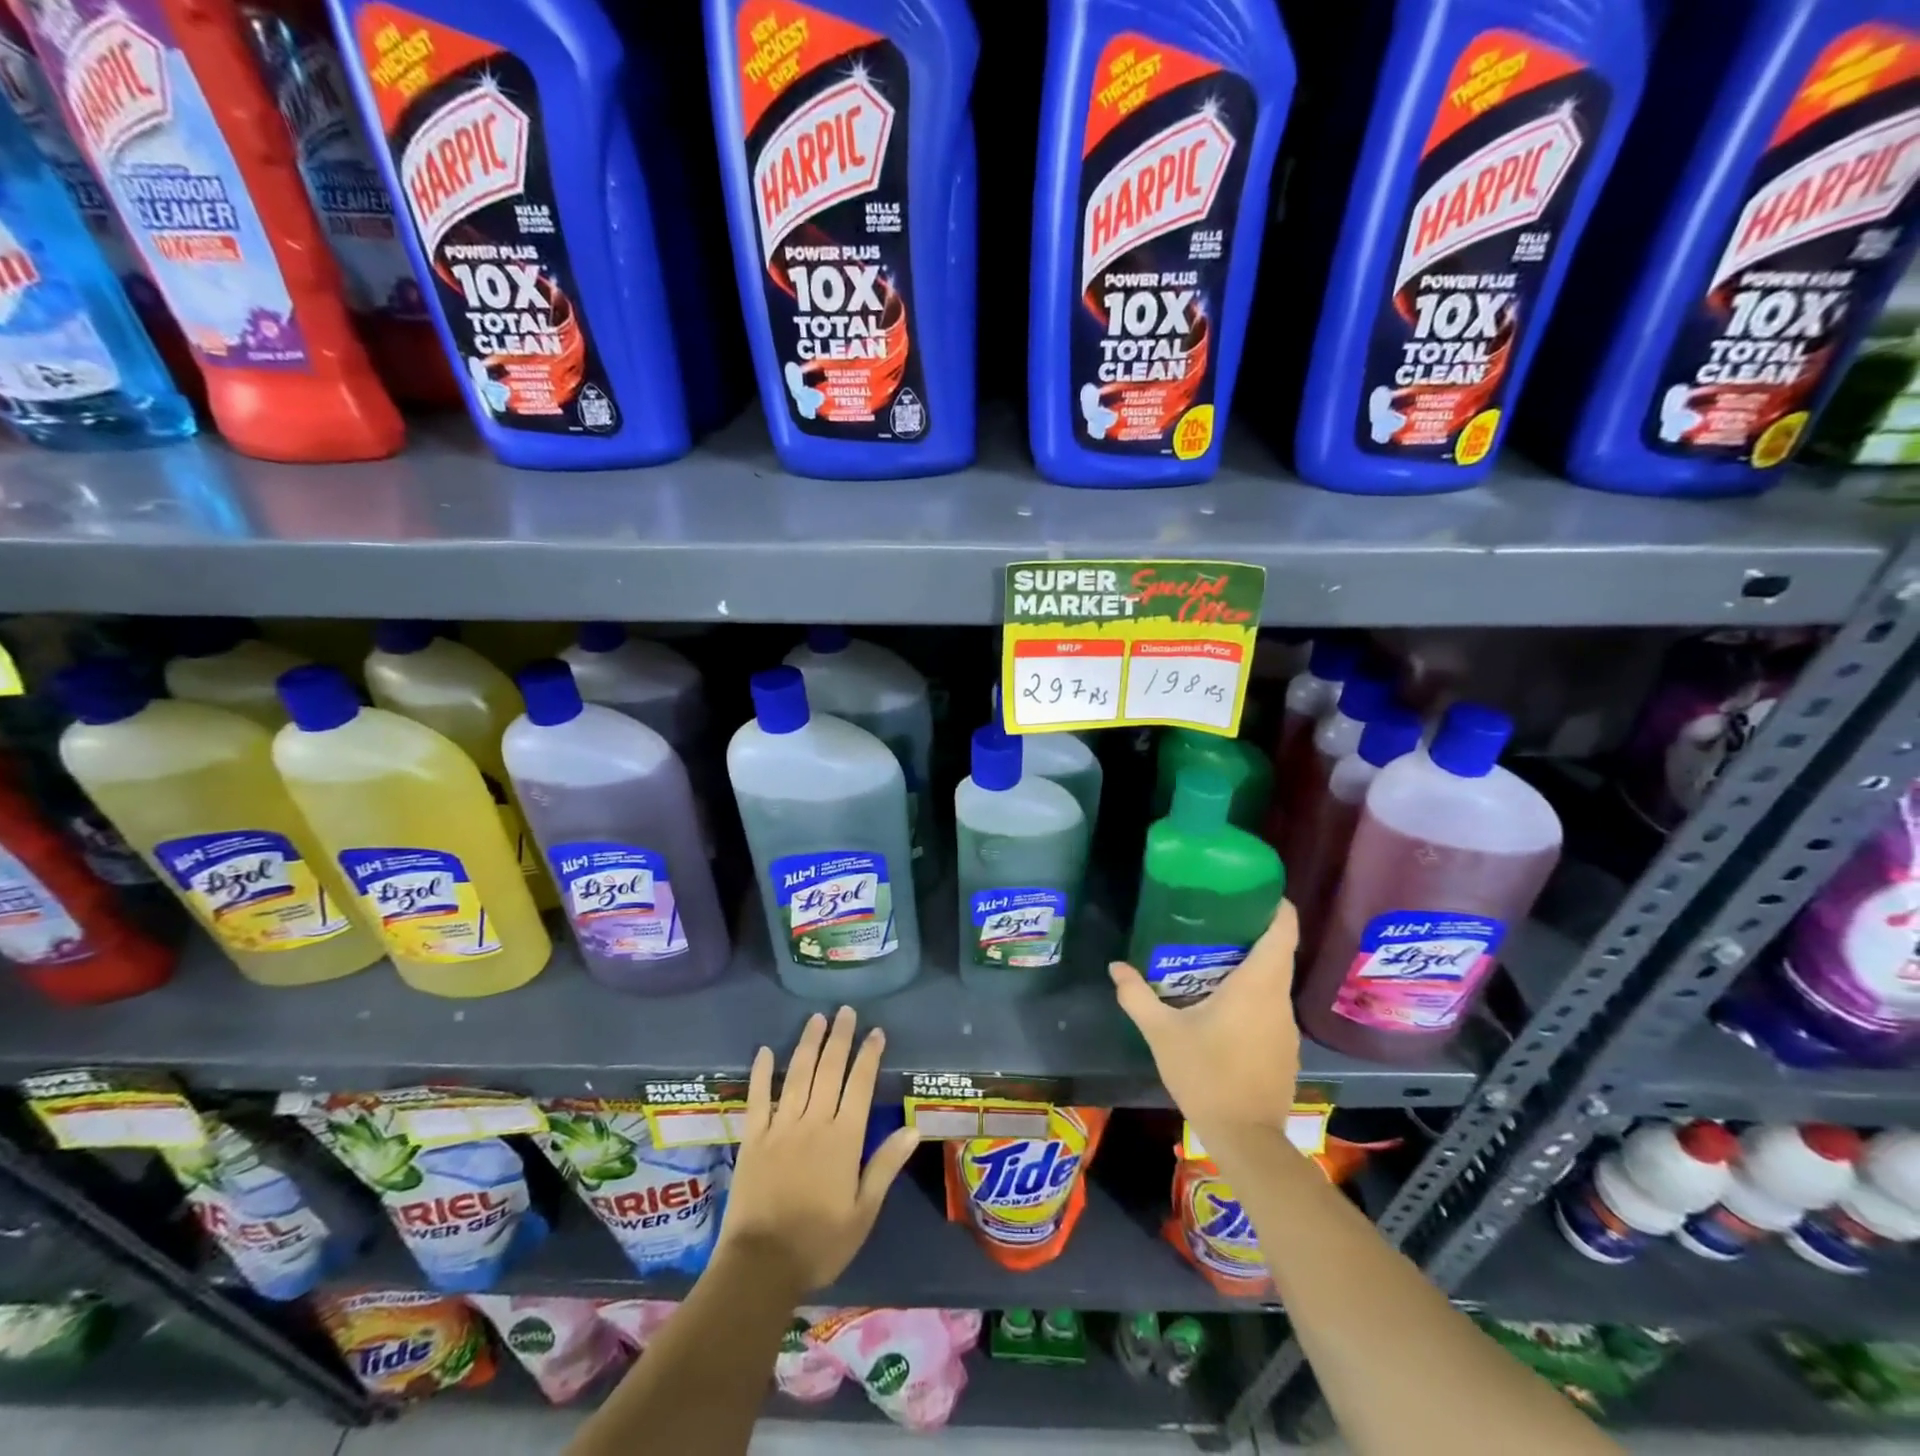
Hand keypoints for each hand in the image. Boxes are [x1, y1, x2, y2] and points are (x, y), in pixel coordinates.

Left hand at [718, 1006, 919, 1293]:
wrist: (761, 1266)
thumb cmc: (820, 1243)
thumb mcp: (863, 1212)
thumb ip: (885, 1166)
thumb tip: (913, 1129)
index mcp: (844, 1139)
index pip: (860, 1085)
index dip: (869, 1055)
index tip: (876, 1031)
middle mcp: (814, 1122)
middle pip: (829, 1070)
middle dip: (840, 1038)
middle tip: (845, 1010)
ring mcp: (780, 1127)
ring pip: (797, 1075)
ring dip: (808, 1044)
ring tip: (816, 1018)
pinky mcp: (753, 1138)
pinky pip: (757, 1098)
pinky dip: (761, 1073)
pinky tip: (764, 1051)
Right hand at [1110, 899, 1301, 1138]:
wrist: (1245, 1138)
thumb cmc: (1206, 1075)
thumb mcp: (1162, 1033)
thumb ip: (1137, 996)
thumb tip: (1116, 967)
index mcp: (1257, 985)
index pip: (1283, 931)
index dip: (1275, 905)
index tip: (1254, 890)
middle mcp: (1279, 1000)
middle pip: (1278, 952)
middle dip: (1252, 932)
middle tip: (1214, 919)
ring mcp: (1286, 1026)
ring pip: (1274, 981)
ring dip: (1251, 965)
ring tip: (1212, 957)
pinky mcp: (1285, 1048)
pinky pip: (1271, 1006)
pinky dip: (1253, 995)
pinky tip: (1223, 1003)